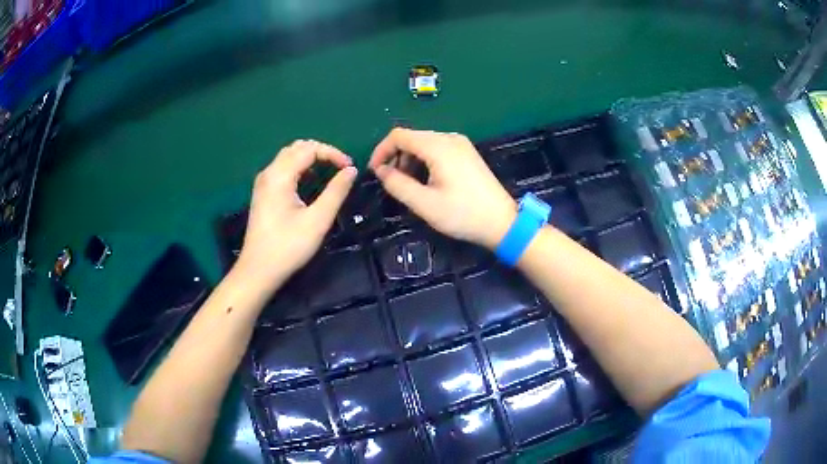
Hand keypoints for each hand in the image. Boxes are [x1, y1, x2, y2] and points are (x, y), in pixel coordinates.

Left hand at [236, 140, 356, 292]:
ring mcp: (263, 183)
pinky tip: (310, 182)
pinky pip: (282, 169)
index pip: (309, 149)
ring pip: (289, 156)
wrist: (258, 270)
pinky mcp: (262, 193)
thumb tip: (351, 170)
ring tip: (329, 172)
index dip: (333, 153)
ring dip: (310, 159)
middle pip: (297, 148)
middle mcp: (269, 173)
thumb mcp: (317, 220)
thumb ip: (336, 192)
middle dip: (321, 152)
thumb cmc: (288, 247)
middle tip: (340, 167)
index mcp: (280, 175)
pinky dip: (300, 168)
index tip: (350, 168)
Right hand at [369, 128, 515, 249]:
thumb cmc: (463, 214)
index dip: (381, 150)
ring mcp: (461, 144)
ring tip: (408, 185)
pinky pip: (437, 149)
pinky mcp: (467, 153)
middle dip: (395, 156)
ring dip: (409, 160)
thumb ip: (397, 184)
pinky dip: (424, 161)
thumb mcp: (424, 204)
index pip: (399, 135)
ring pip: (424, 143)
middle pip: (412, 137)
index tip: (375, 172)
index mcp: (438, 146)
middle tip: (391, 182)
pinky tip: (426, 180)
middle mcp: (449, 138)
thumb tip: (381, 171)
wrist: (502, 222)